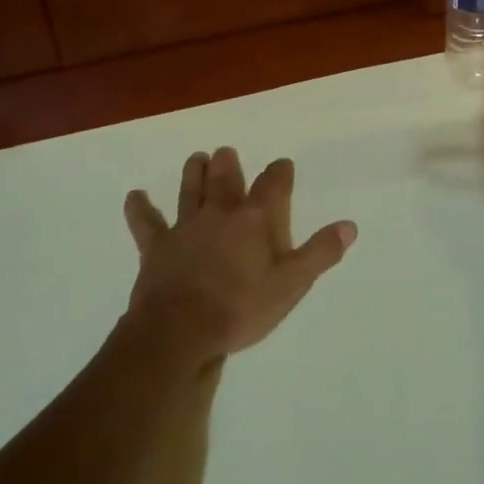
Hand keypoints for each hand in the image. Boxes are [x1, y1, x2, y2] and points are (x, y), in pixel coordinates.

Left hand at [122, 147, 356, 371]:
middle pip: (225, 178)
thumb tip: (349, 225)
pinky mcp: (156, 246)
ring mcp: (185, 226)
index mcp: (254, 220)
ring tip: (197, 158)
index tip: (283, 164)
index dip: (280, 172)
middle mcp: (220, 213)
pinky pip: (146, 222)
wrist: (181, 331)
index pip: (273, 184)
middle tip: (227, 153)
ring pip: (189, 189)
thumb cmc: (241, 308)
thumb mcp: (291, 285)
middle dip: (229, 163)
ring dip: (194, 172)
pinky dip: (140, 208)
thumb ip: (320, 253)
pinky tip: (134, 197)